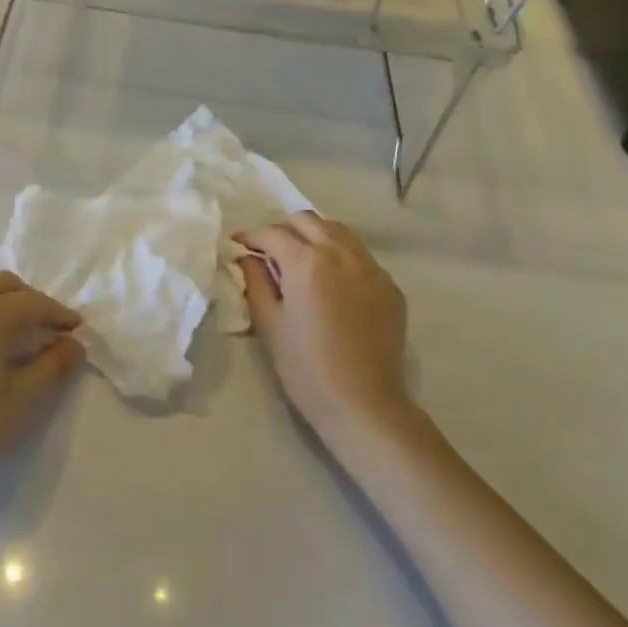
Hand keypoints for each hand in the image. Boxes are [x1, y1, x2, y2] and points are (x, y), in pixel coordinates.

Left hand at [0, 272, 85, 486]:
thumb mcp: (26, 396)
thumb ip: (55, 363)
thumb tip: (75, 343)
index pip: (33, 303)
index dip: (59, 314)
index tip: (77, 328)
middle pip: (7, 286)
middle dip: (33, 302)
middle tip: (53, 330)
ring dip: (9, 301)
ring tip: (26, 331)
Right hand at [238, 213, 410, 440]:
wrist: (364, 405)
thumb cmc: (306, 367)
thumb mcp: (269, 324)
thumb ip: (255, 282)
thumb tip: (247, 258)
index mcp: (307, 262)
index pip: (272, 233)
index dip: (250, 237)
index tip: (238, 246)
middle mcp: (341, 253)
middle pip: (307, 221)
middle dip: (284, 230)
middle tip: (269, 251)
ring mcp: (371, 268)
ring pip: (338, 231)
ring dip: (315, 235)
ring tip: (302, 258)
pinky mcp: (390, 286)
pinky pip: (360, 256)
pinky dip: (341, 256)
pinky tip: (333, 282)